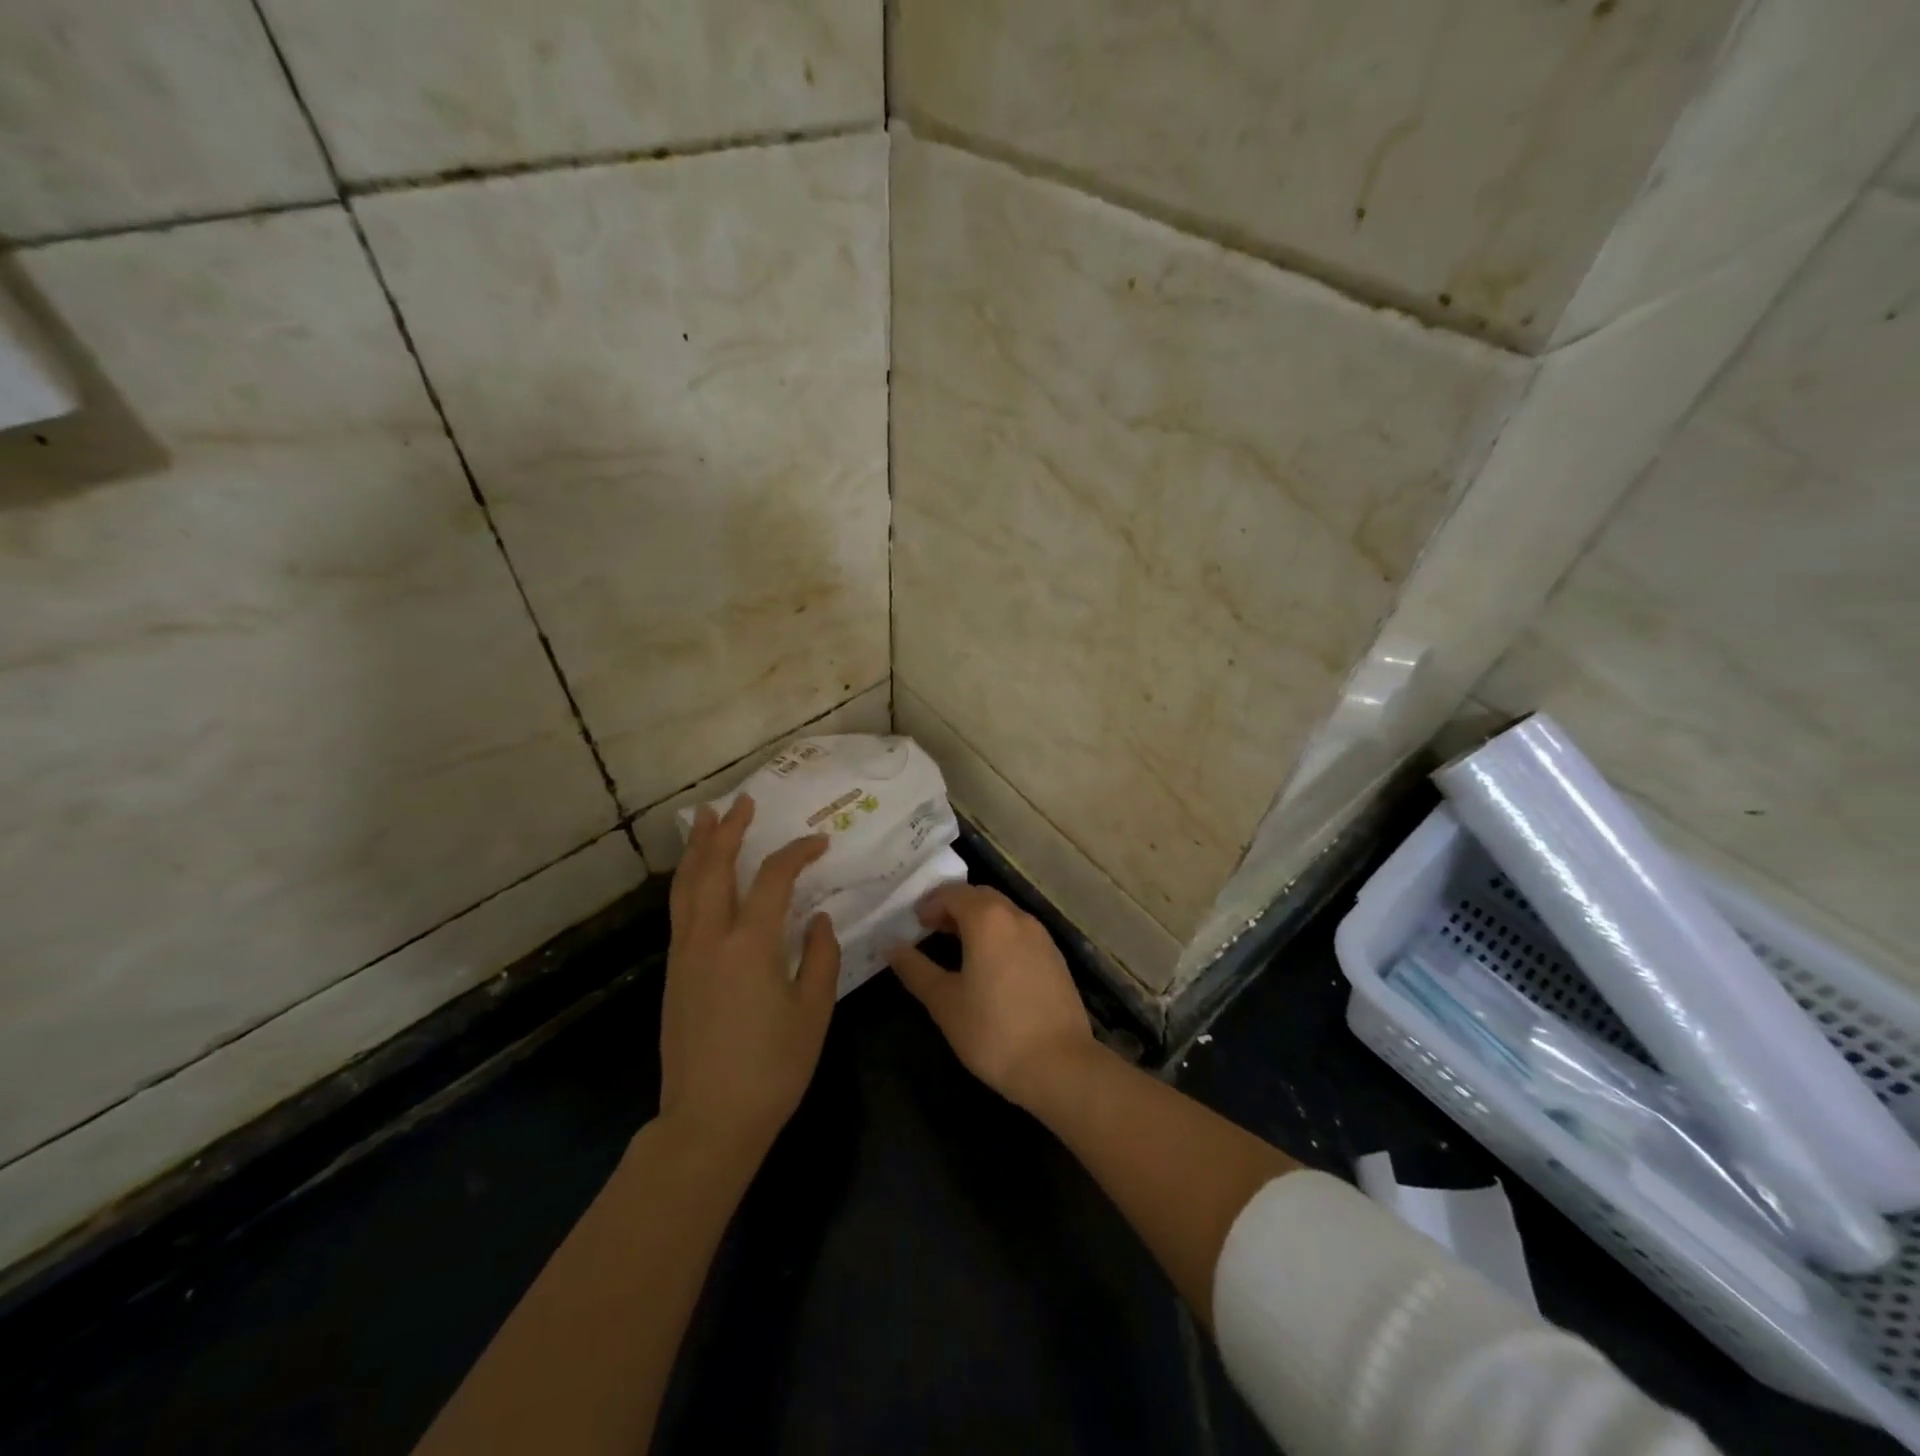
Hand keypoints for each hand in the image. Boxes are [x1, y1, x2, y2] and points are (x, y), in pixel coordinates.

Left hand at [660, 795, 839, 1154]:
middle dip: (729, 831)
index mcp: (750, 944)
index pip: (773, 879)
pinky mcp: (675, 973)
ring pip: (687, 886)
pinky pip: (680, 910)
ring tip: (706, 819)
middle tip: (742, 802)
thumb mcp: (813, 1011)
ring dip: (699, 849)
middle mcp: (710, 938)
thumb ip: (819, 956)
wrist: (708, 1120)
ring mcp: (686, 954)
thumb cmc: (772, 1067)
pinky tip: (697, 877)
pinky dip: (688, 880)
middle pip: (714, 868)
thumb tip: (818, 919)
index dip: (796, 853)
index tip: (818, 843)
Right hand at [888, 884, 1094, 1109]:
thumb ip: (915, 969)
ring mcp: (1041, 936)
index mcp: (988, 919)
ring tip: (957, 947)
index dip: (931, 902)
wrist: (1060, 1065)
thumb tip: (890, 946)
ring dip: (978, 919)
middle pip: (981, 896)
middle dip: (954, 906)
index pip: (954, 893)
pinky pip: (1020, 932)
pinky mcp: (1055, 957)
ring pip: (1003, 912)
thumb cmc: (993, 1032)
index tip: (914, 922)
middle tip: (931, 929)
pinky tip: (990, 966)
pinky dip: (999, 935)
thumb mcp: (944, 1002)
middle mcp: (1017, 917)